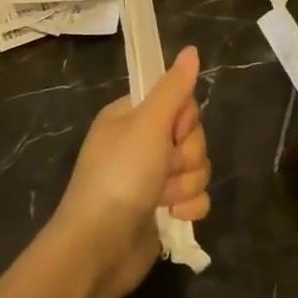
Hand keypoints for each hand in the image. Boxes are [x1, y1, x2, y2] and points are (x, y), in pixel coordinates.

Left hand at [52, 46, 210, 297]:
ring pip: (197, 167)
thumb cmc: (120, 177)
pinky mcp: (163, 209)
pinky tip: (172, 216)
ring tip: (163, 199)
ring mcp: (152, 179)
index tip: (171, 131)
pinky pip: (195, 197)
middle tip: (164, 168)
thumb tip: (191, 49)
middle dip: (186, 156)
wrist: (100, 248)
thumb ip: (173, 88)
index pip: (178, 102)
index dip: (184, 119)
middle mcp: (141, 144)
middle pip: (192, 136)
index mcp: (130, 118)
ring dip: (186, 184)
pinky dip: (188, 207)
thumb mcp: (147, 125)